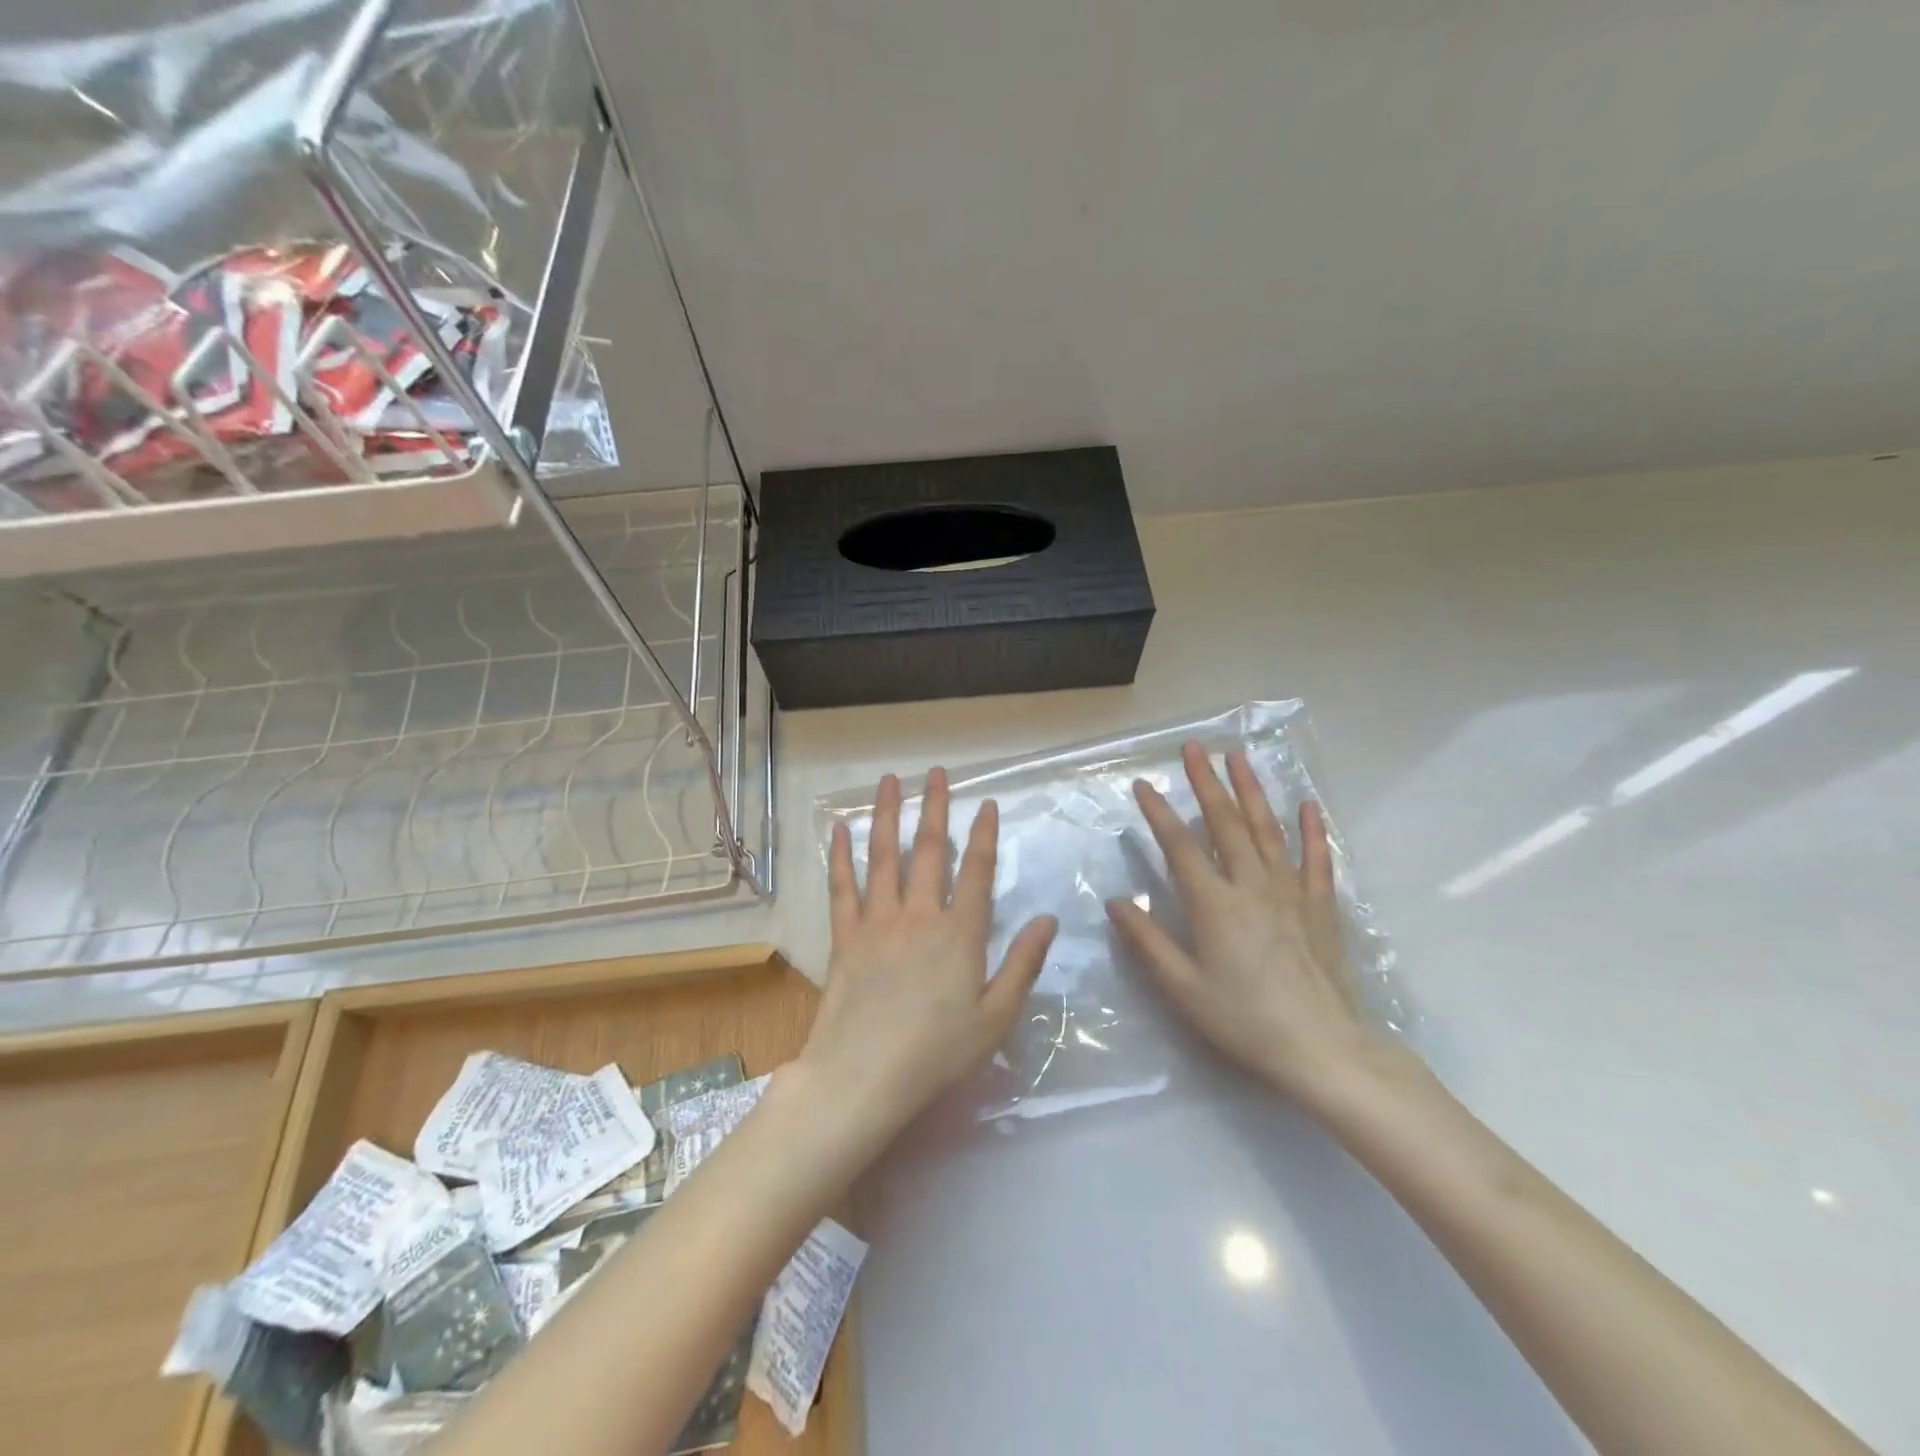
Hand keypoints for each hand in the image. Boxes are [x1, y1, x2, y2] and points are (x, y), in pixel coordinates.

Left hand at [796, 768, 1058, 1152]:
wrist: (863, 1076)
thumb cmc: (937, 1053)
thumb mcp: (995, 1018)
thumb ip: (1022, 965)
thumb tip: (1048, 920)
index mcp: (960, 934)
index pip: (977, 872)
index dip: (984, 835)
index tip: (986, 804)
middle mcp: (919, 916)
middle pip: (928, 851)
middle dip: (934, 808)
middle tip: (935, 773)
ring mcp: (878, 923)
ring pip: (883, 857)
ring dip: (887, 815)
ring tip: (889, 781)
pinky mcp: (845, 937)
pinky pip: (842, 888)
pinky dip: (841, 857)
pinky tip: (840, 830)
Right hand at [1107, 741, 1396, 1103]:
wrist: (1323, 1050)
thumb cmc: (1244, 1021)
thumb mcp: (1183, 988)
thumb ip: (1147, 942)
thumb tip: (1115, 901)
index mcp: (1215, 904)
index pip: (1180, 846)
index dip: (1159, 813)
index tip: (1144, 785)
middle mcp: (1252, 886)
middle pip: (1226, 823)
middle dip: (1207, 782)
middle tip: (1195, 747)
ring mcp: (1291, 892)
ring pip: (1268, 829)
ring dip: (1251, 790)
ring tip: (1238, 757)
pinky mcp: (1320, 907)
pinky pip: (1317, 858)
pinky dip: (1312, 829)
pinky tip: (1308, 805)